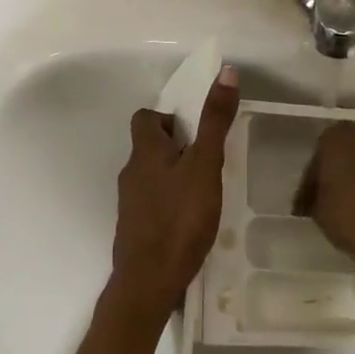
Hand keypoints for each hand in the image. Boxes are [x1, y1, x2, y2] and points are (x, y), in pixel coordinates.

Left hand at [108, 67, 240, 322]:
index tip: (196, 133)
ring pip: (152, 176)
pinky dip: (170, 203)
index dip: (169, 118)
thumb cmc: (180, 218)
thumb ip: (215, 122)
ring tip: (204, 193)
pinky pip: (152, 203)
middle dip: (177, 149)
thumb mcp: (205, 166)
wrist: (149, 281)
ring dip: (174, 177)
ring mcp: (130, 203)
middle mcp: (131, 172)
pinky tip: (190, 221)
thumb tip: (224, 72)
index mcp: (145, 151)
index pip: (145, 118)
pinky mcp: (135, 229)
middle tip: (208, 163)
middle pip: (150, 147)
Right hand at [294, 123, 354, 306]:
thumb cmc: (351, 219)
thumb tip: (317, 199)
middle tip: (331, 199)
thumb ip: (315, 196)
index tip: (308, 201)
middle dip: (340, 172)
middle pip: (349, 151)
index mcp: (339, 138)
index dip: (312, 179)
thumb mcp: (318, 211)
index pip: (319, 154)